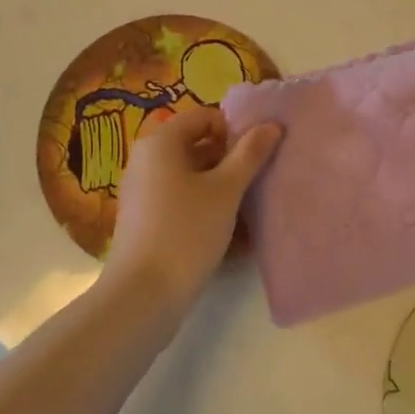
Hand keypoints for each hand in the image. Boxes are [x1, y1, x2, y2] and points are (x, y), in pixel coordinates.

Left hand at [104, 105, 281, 317]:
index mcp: (161, 142)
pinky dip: (206, 209)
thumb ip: (250, 154)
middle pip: (198, 147)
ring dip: (222, 188)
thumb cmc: (186, 231)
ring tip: (250, 209)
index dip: (234, 130)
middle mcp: (146, 161)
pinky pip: (182, 202)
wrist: (143, 296)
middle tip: (258, 181)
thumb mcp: (226, 190)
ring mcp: (143, 192)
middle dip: (230, 161)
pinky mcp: (146, 221)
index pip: (205, 117)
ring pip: (192, 178)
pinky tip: (231, 234)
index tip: (257, 154)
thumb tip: (272, 125)